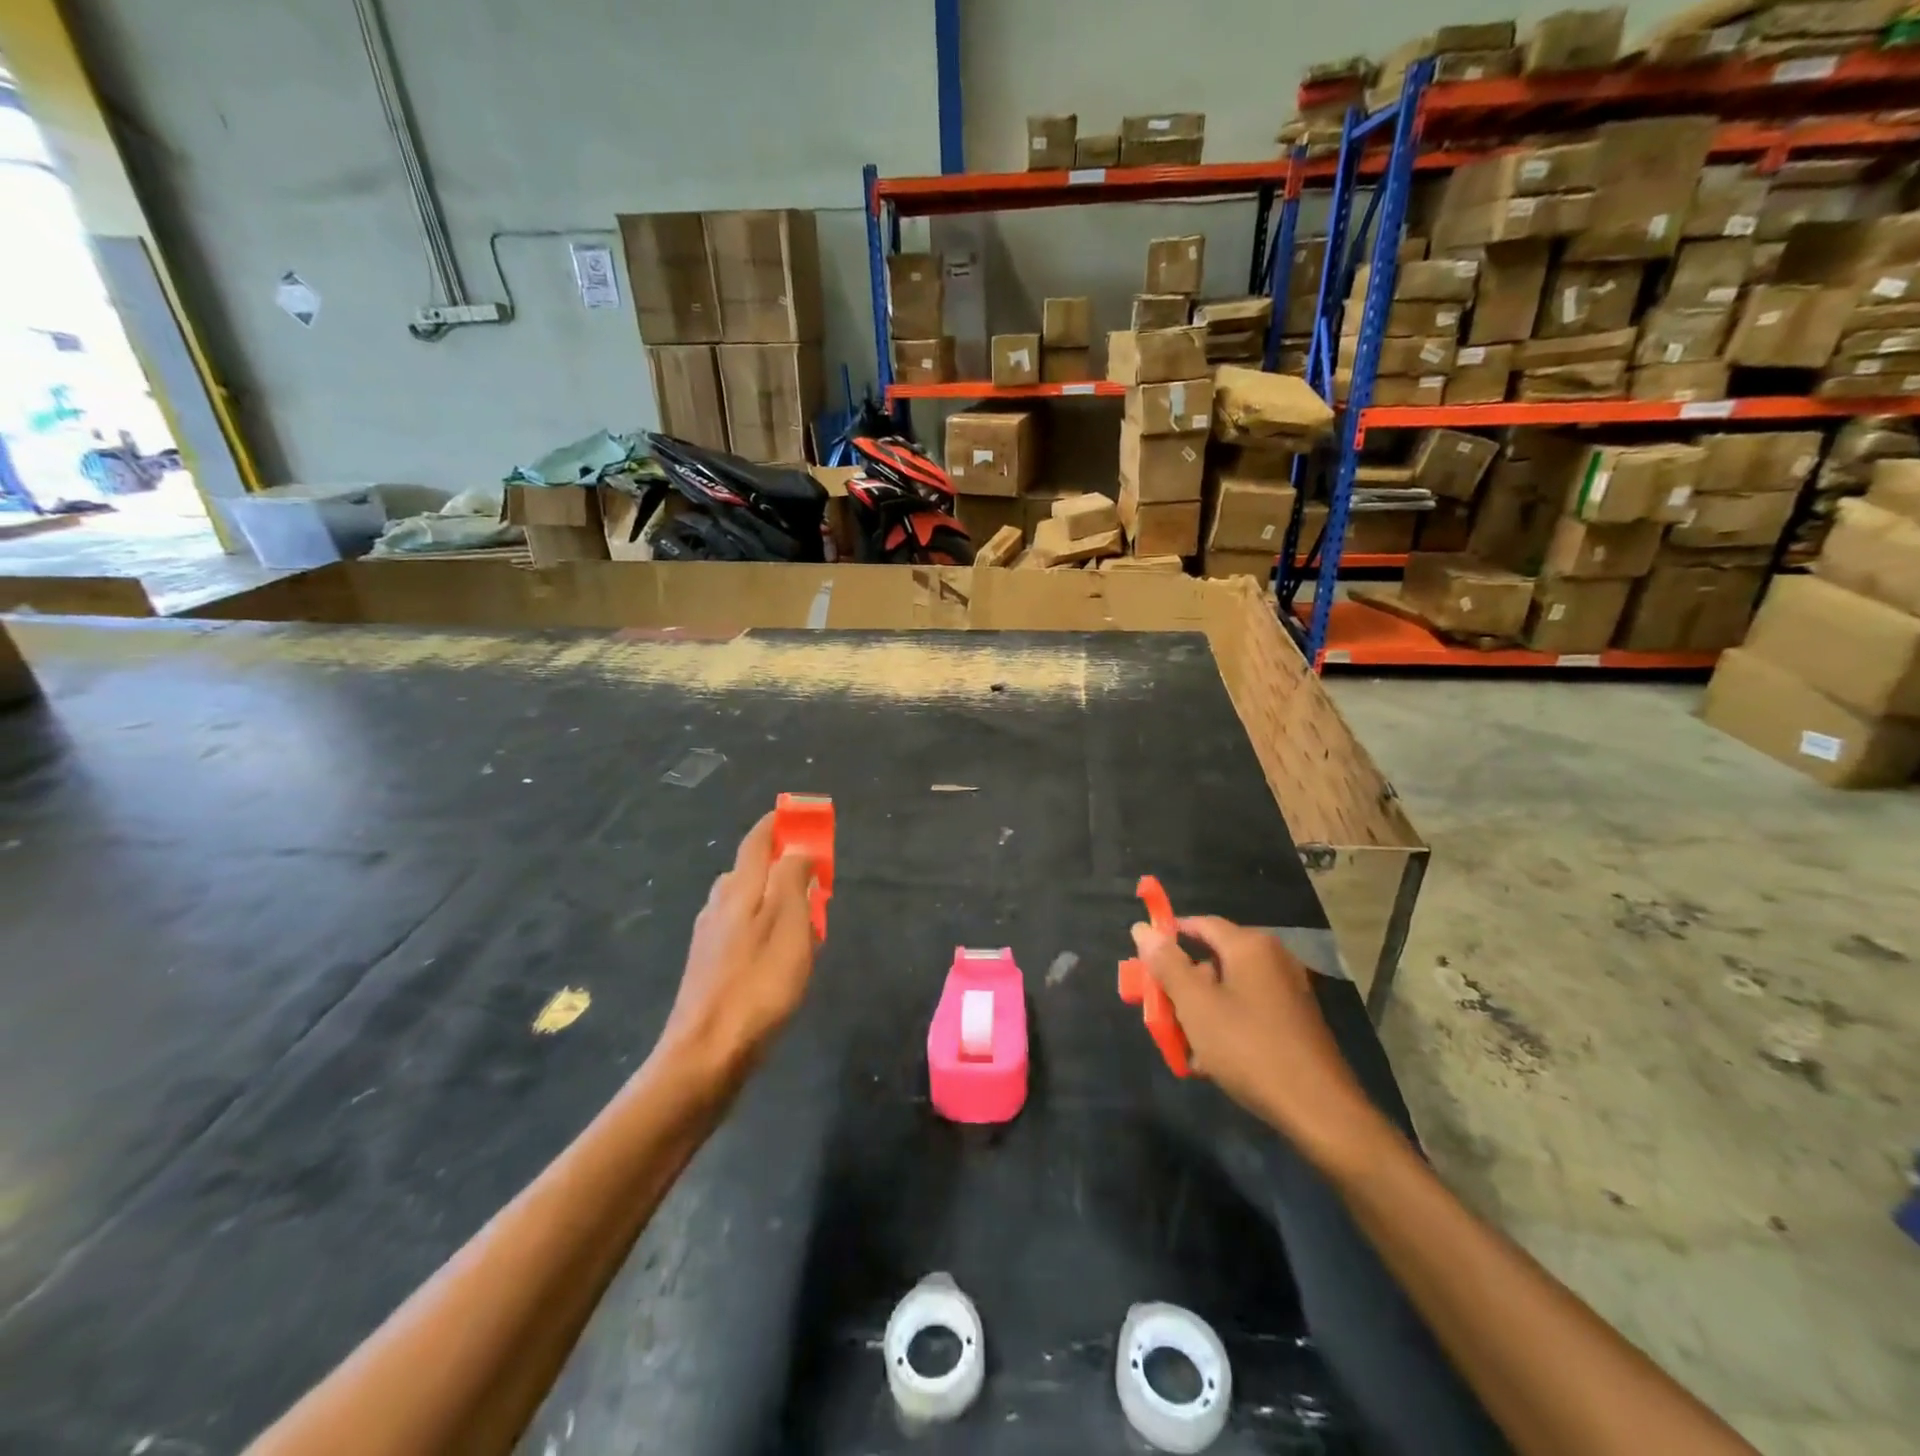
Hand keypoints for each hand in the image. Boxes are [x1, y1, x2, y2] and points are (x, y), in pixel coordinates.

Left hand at [658, 811, 817, 1081]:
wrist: (706, 1054)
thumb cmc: (759, 985)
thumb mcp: (789, 925)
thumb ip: (793, 880)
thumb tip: (796, 850)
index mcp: (739, 889)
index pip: (757, 841)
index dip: (777, 823)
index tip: (798, 814)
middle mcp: (719, 905)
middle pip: (749, 869)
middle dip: (780, 861)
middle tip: (812, 872)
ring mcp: (710, 937)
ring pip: (745, 900)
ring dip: (772, 895)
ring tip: (803, 914)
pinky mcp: (709, 967)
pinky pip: (741, 928)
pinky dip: (763, 924)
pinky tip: (778, 951)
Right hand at [1131, 916, 1381, 1165]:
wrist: (1319, 1110)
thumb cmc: (1249, 1048)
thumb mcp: (1196, 1006)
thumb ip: (1167, 964)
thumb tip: (1142, 928)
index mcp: (1249, 946)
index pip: (1200, 923)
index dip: (1168, 936)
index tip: (1142, 960)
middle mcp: (1272, 959)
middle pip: (1212, 959)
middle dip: (1181, 985)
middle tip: (1159, 1012)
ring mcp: (1287, 990)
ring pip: (1228, 989)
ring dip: (1200, 1011)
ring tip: (1184, 1045)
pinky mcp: (1295, 1020)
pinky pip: (1248, 1010)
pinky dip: (1225, 1025)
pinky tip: (1212, 1061)